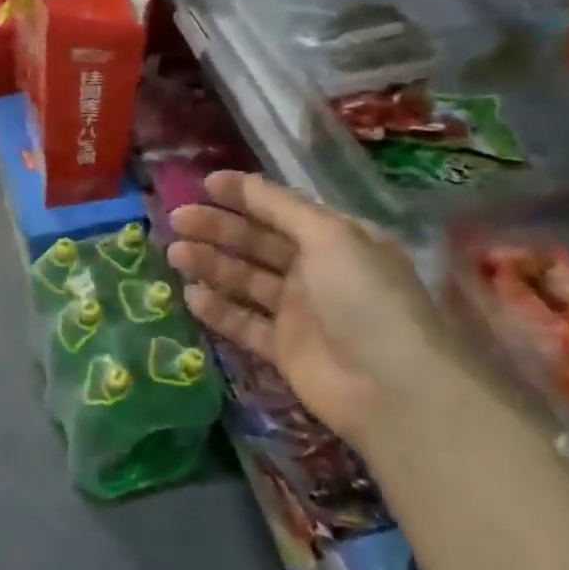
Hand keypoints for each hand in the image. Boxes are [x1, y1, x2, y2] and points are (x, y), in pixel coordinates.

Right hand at [167, 171, 469, 445]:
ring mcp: (298, 312)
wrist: (393, 388)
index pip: (281, 209)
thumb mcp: (331, 236)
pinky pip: (242, 322)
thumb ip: (282, 208)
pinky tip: (190, 296)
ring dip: (210, 264)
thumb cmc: (365, 298)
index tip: (204, 184)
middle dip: (217, 228)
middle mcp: (316, 271)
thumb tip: (242, 181)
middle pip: (257, 242)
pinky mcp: (283, 349)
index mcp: (335, 239)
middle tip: (177, 219)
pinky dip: (217, 309)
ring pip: (244, 280)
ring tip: (175, 254)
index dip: (244, 195)